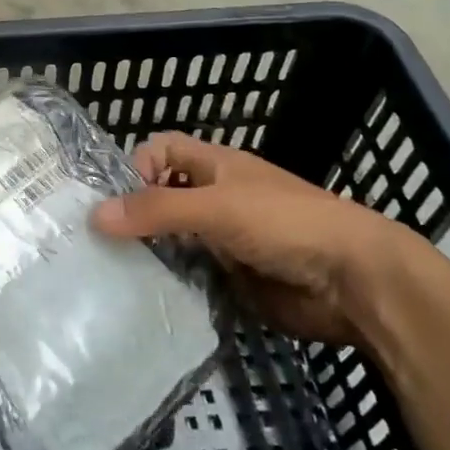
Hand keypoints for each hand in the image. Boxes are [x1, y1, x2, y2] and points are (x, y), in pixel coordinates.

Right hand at [91, 131, 422, 346]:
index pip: (160, 151)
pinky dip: (170, 283)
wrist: (355, 282)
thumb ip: (157, 210)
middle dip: (132, 215)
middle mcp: (214, 197)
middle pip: (161, 196)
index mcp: (214, 166)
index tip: (116, 202)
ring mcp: (223, 239)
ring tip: (111, 274)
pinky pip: (190, 275)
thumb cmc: (285, 224)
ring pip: (172, 239)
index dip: (135, 167)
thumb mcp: (216, 208)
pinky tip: (146, 299)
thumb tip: (94, 216)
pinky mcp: (232, 278)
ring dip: (148, 253)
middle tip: (96, 243)